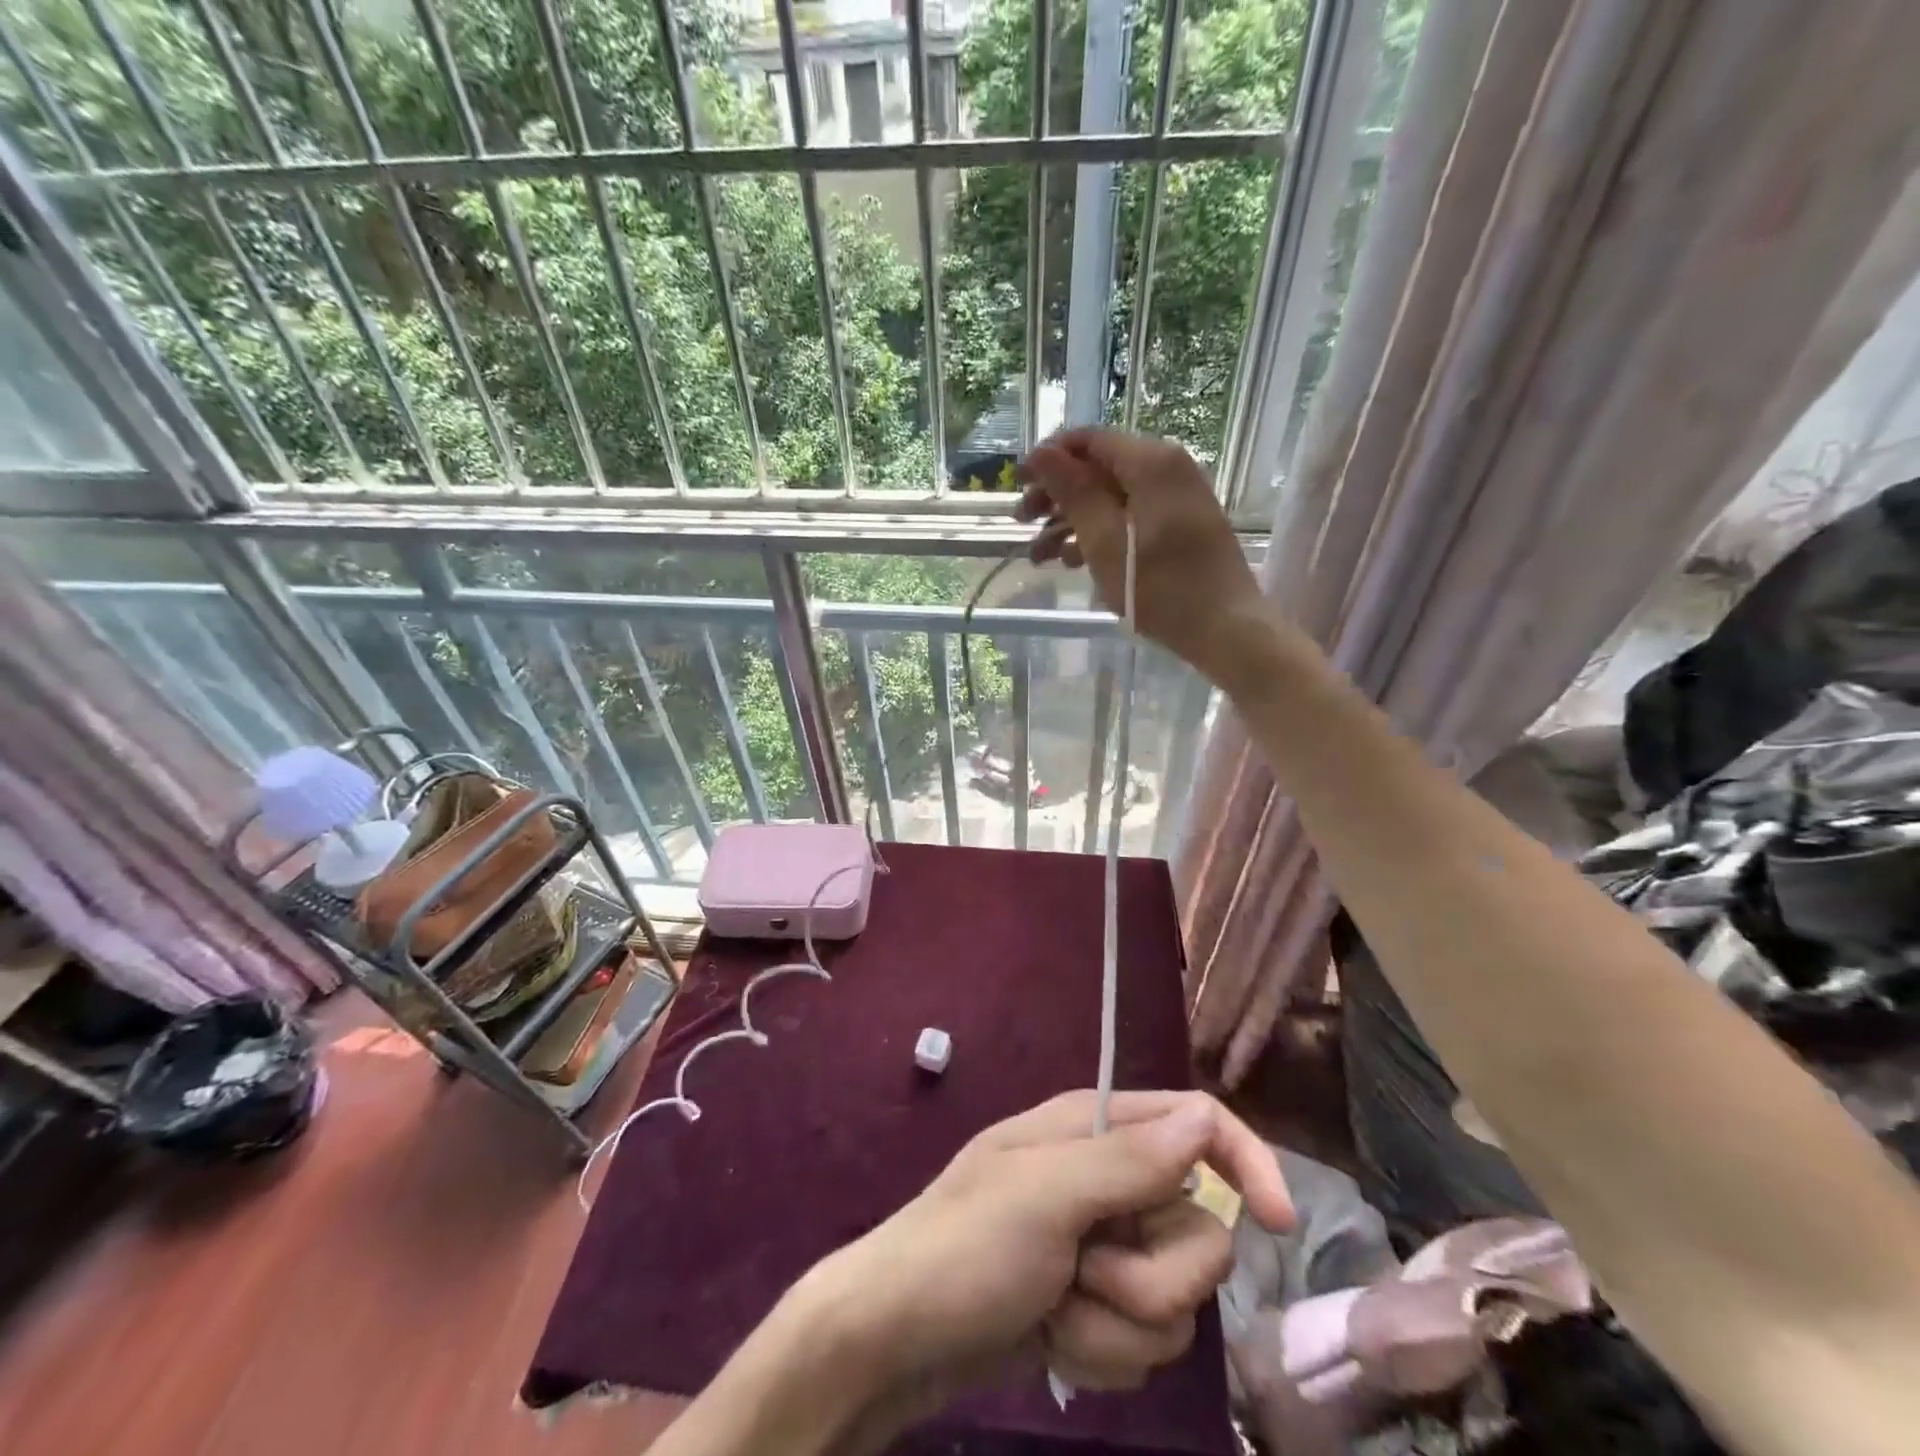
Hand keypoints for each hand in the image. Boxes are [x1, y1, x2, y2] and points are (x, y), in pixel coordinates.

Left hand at [795, 1090, 1292, 1417]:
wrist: (897, 1338)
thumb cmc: (964, 1248)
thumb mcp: (1046, 1195)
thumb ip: (1129, 1159)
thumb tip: (1206, 1118)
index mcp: (1092, 1128)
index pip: (1196, 1122)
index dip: (1244, 1160)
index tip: (1277, 1224)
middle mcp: (1107, 1180)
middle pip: (1197, 1227)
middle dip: (1151, 1274)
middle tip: (1084, 1271)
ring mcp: (1102, 1247)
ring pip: (1176, 1299)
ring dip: (1118, 1324)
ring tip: (1055, 1307)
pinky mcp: (1095, 1307)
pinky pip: (1145, 1341)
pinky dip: (1103, 1352)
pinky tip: (1052, 1338)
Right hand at [1018, 429, 1264, 675]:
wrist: (1227, 630)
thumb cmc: (1161, 588)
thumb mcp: (1105, 541)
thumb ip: (1072, 493)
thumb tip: (1041, 452)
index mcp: (1151, 462)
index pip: (1088, 440)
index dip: (1047, 459)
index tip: (1016, 486)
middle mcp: (1167, 468)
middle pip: (1098, 469)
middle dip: (1055, 495)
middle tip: (1022, 523)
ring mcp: (1177, 498)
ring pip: (1110, 497)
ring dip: (1071, 521)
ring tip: (1039, 557)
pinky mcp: (1180, 525)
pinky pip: (1130, 517)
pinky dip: (1099, 534)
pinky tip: (1072, 562)